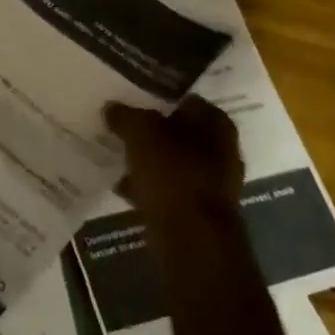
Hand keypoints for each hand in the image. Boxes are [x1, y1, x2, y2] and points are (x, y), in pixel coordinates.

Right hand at [104, 95, 243, 227]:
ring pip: (171, 161)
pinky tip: (123, 186)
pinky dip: (148, 186)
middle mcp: (222, 151)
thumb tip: (112, 108)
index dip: (158, 97)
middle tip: (120, 125)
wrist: (191, 238)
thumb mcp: (141, 133)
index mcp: (216, 124)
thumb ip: (125, 116)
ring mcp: (212, 184)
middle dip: (151, 131)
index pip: (186, 99)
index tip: (131, 98)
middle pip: (179, 132)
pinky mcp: (197, 210)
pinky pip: (167, 189)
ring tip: (116, 154)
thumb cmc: (173, 173)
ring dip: (147, 160)